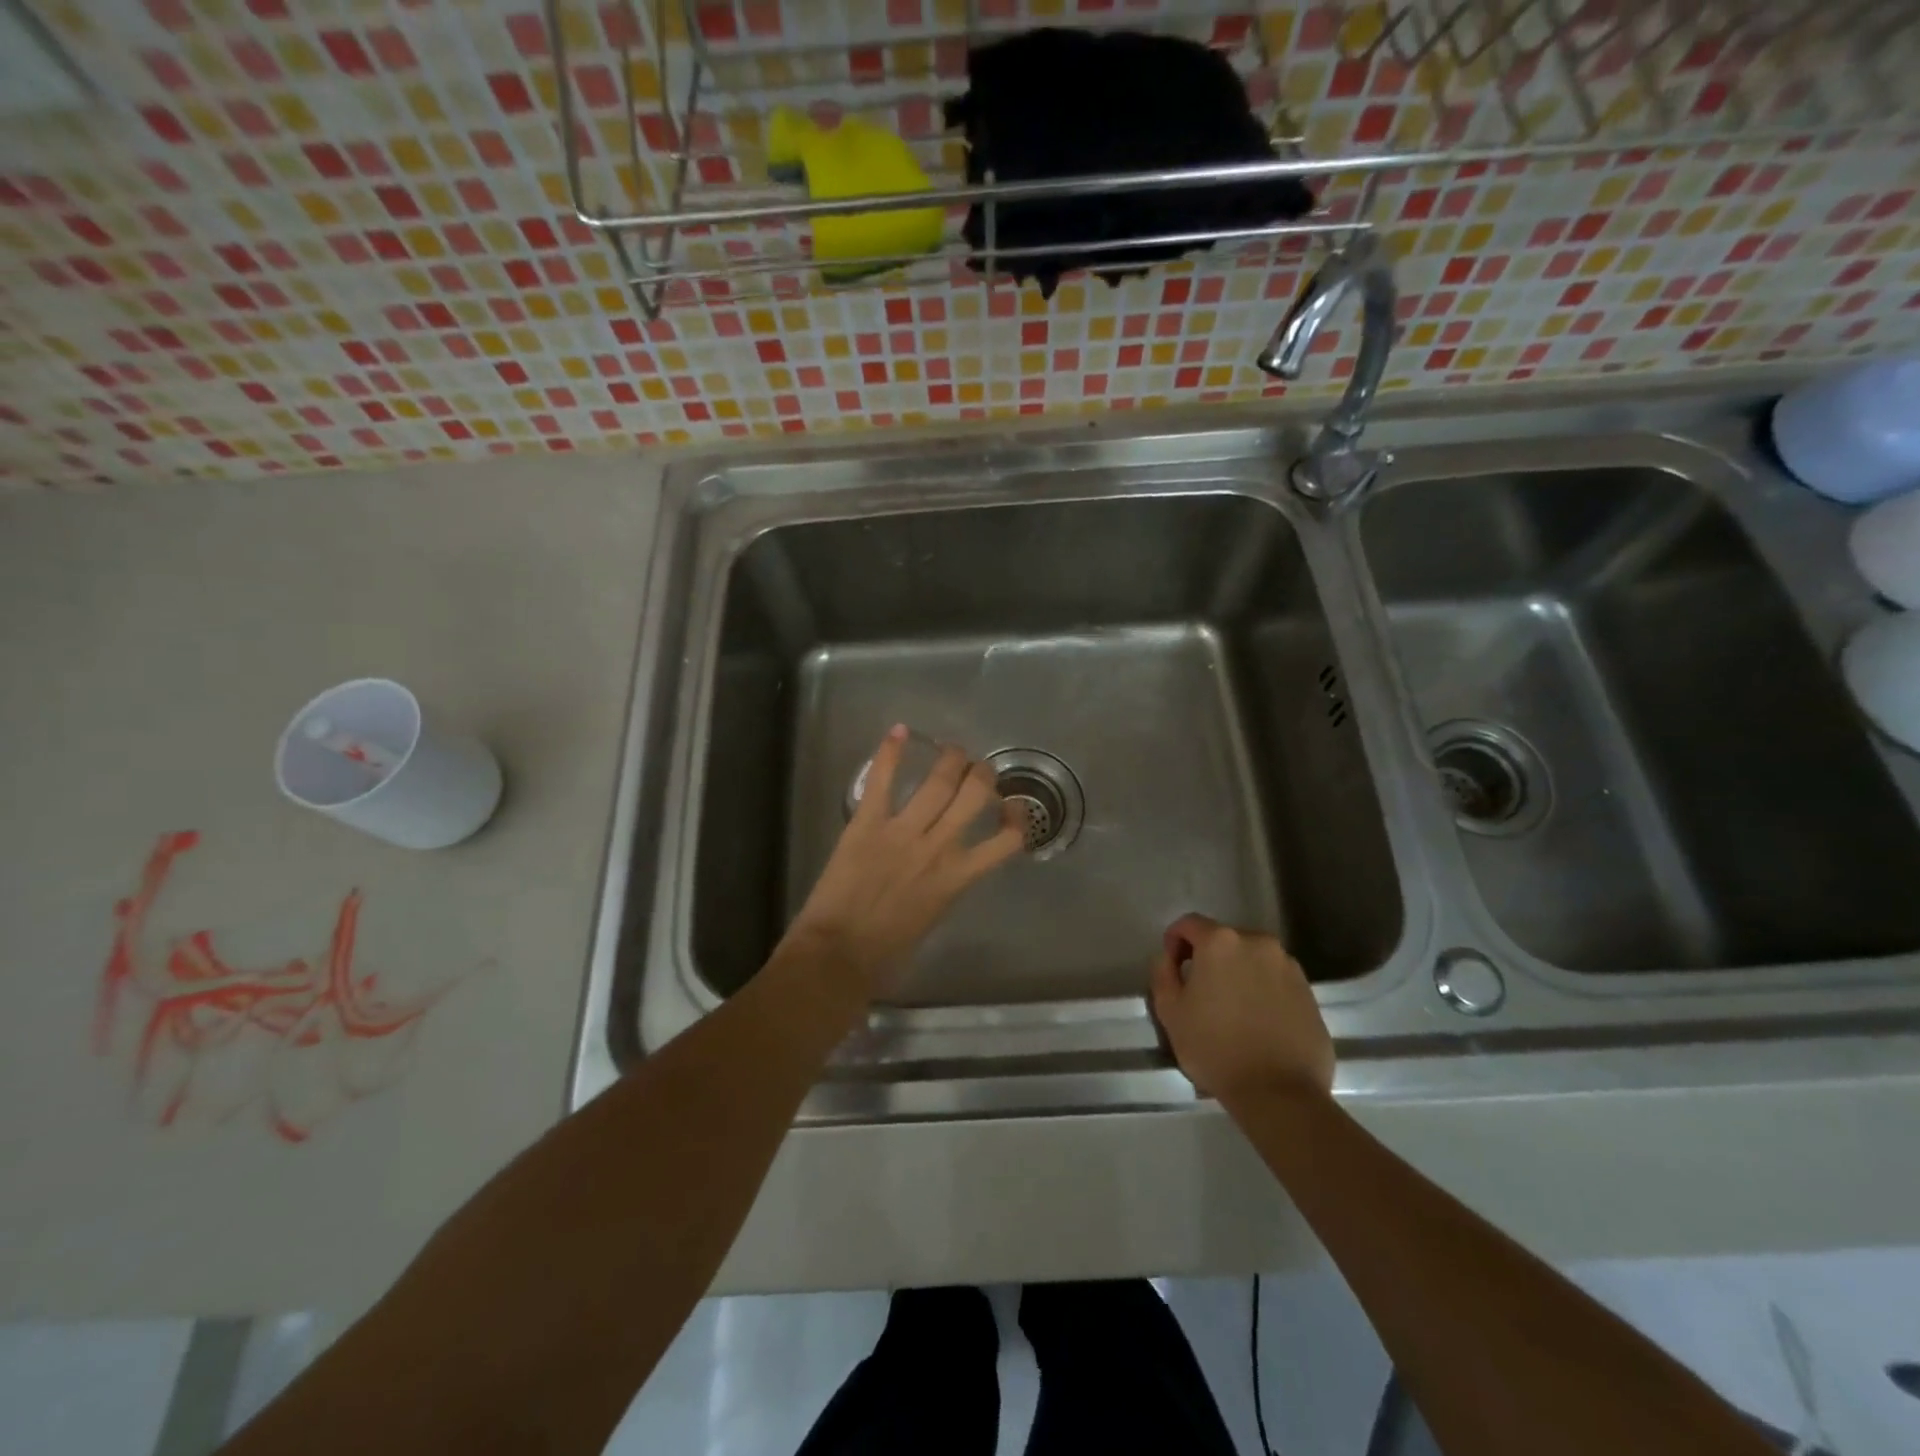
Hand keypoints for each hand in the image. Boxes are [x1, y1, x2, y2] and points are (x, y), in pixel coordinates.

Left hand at [782, 726, 1025, 998]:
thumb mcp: (932, 919)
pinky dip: (891, 753)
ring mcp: (903, 831)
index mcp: (957, 877)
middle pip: (974, 796)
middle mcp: (938, 847)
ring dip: (950, 759)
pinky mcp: (867, 824)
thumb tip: (945, 871)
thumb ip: (944, 887)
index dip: (1018, 818)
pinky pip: (882, 781)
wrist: (839, 955)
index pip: (1006, 841)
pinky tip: (900, 731)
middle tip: (978, 768)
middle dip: (982, 774)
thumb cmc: (886, 951)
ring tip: (952, 749)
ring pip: (938, 782)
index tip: (1012, 806)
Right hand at [1149, 913, 1334, 1101]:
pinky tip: (1258, 1023)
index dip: (1174, 942)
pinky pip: (1276, 981)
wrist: (1280, 1094)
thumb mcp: (1170, 1012)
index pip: (1189, 924)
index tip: (1173, 968)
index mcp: (1221, 942)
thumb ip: (1163, 973)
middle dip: (1209, 959)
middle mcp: (1258, 943)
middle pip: (1224, 940)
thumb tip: (1168, 958)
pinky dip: (1263, 991)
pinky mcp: (1310, 992)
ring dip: (1238, 974)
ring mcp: (1288, 966)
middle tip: (1201, 992)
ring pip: (1252, 960)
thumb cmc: (1215, 1049)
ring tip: (1232, 1010)